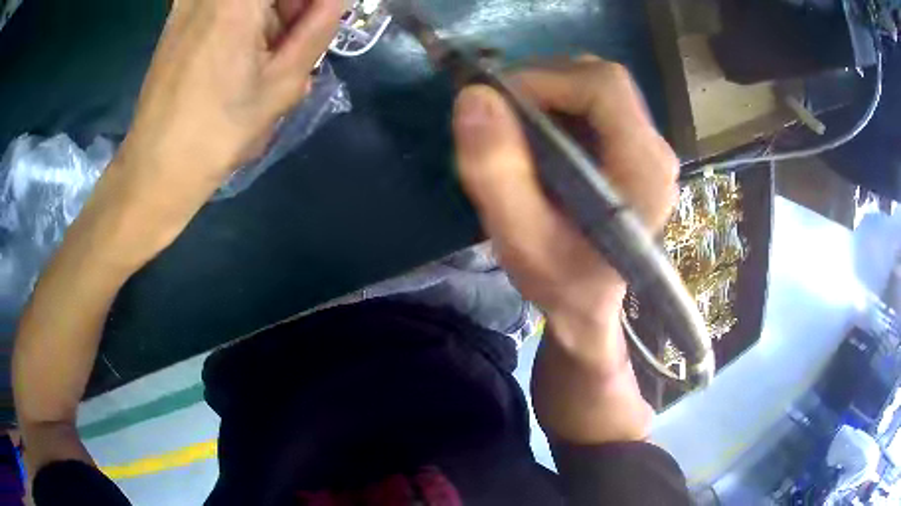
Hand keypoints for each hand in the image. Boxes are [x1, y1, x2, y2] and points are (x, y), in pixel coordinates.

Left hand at [90, 0, 341, 265]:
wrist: (157, 167)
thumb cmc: (220, 130)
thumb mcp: (284, 81)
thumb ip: (320, 26)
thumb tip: (336, 1)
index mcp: (237, 0)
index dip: (307, 7)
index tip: (315, 22)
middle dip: (291, 6)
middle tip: (297, 36)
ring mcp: (188, 3)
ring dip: (269, 13)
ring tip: (267, 51)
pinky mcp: (176, 18)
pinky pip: (222, 5)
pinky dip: (243, 17)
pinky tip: (241, 49)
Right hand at [452, 57, 677, 336]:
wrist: (587, 304)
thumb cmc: (560, 281)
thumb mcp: (520, 239)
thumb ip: (496, 172)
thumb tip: (474, 96)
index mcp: (644, 169)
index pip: (604, 86)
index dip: (546, 79)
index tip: (498, 104)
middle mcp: (655, 150)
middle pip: (600, 79)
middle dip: (542, 84)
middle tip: (499, 115)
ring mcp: (647, 147)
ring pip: (593, 86)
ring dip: (546, 94)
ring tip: (514, 129)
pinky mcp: (632, 148)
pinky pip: (591, 104)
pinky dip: (555, 106)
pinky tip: (535, 138)